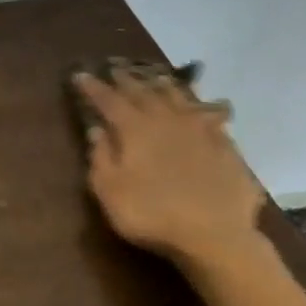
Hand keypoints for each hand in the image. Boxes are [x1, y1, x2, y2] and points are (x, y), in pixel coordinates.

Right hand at [73, 64, 265, 267]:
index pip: (109, 100)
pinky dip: (201, 107)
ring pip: (179, 98)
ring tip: (155, 78)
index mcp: (135, 129)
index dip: (93, 87)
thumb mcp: (110, 191)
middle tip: (115, 69)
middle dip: (127, 80)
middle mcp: (166, 120)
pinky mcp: (225, 145)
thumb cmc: (152, 215)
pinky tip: (204, 107)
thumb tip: (97, 129)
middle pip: (144, 92)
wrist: (216, 236)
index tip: (81, 75)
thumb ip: (101, 157)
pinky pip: (210, 116)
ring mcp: (199, 130)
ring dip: (164, 86)